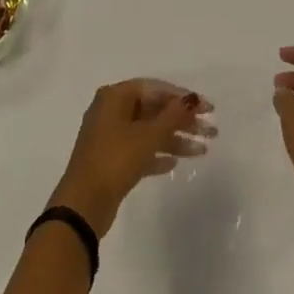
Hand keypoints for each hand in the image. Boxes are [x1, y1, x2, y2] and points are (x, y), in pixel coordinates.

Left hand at [49, 80, 212, 234]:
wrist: (83, 204)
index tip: (208, 109)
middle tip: (211, 132)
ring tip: (201, 151)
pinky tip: (174, 164)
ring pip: (149, 132)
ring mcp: (110, 137)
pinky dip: (157, 155)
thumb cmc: (115, 160)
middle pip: (154, 110)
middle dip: (182, 121)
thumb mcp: (148, 136)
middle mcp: (111, 111)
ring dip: (175, 140)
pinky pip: (139, 151)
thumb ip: (172, 116)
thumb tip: (192, 99)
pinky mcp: (111, 160)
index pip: (156, 88)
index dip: (183, 97)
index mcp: (115, 96)